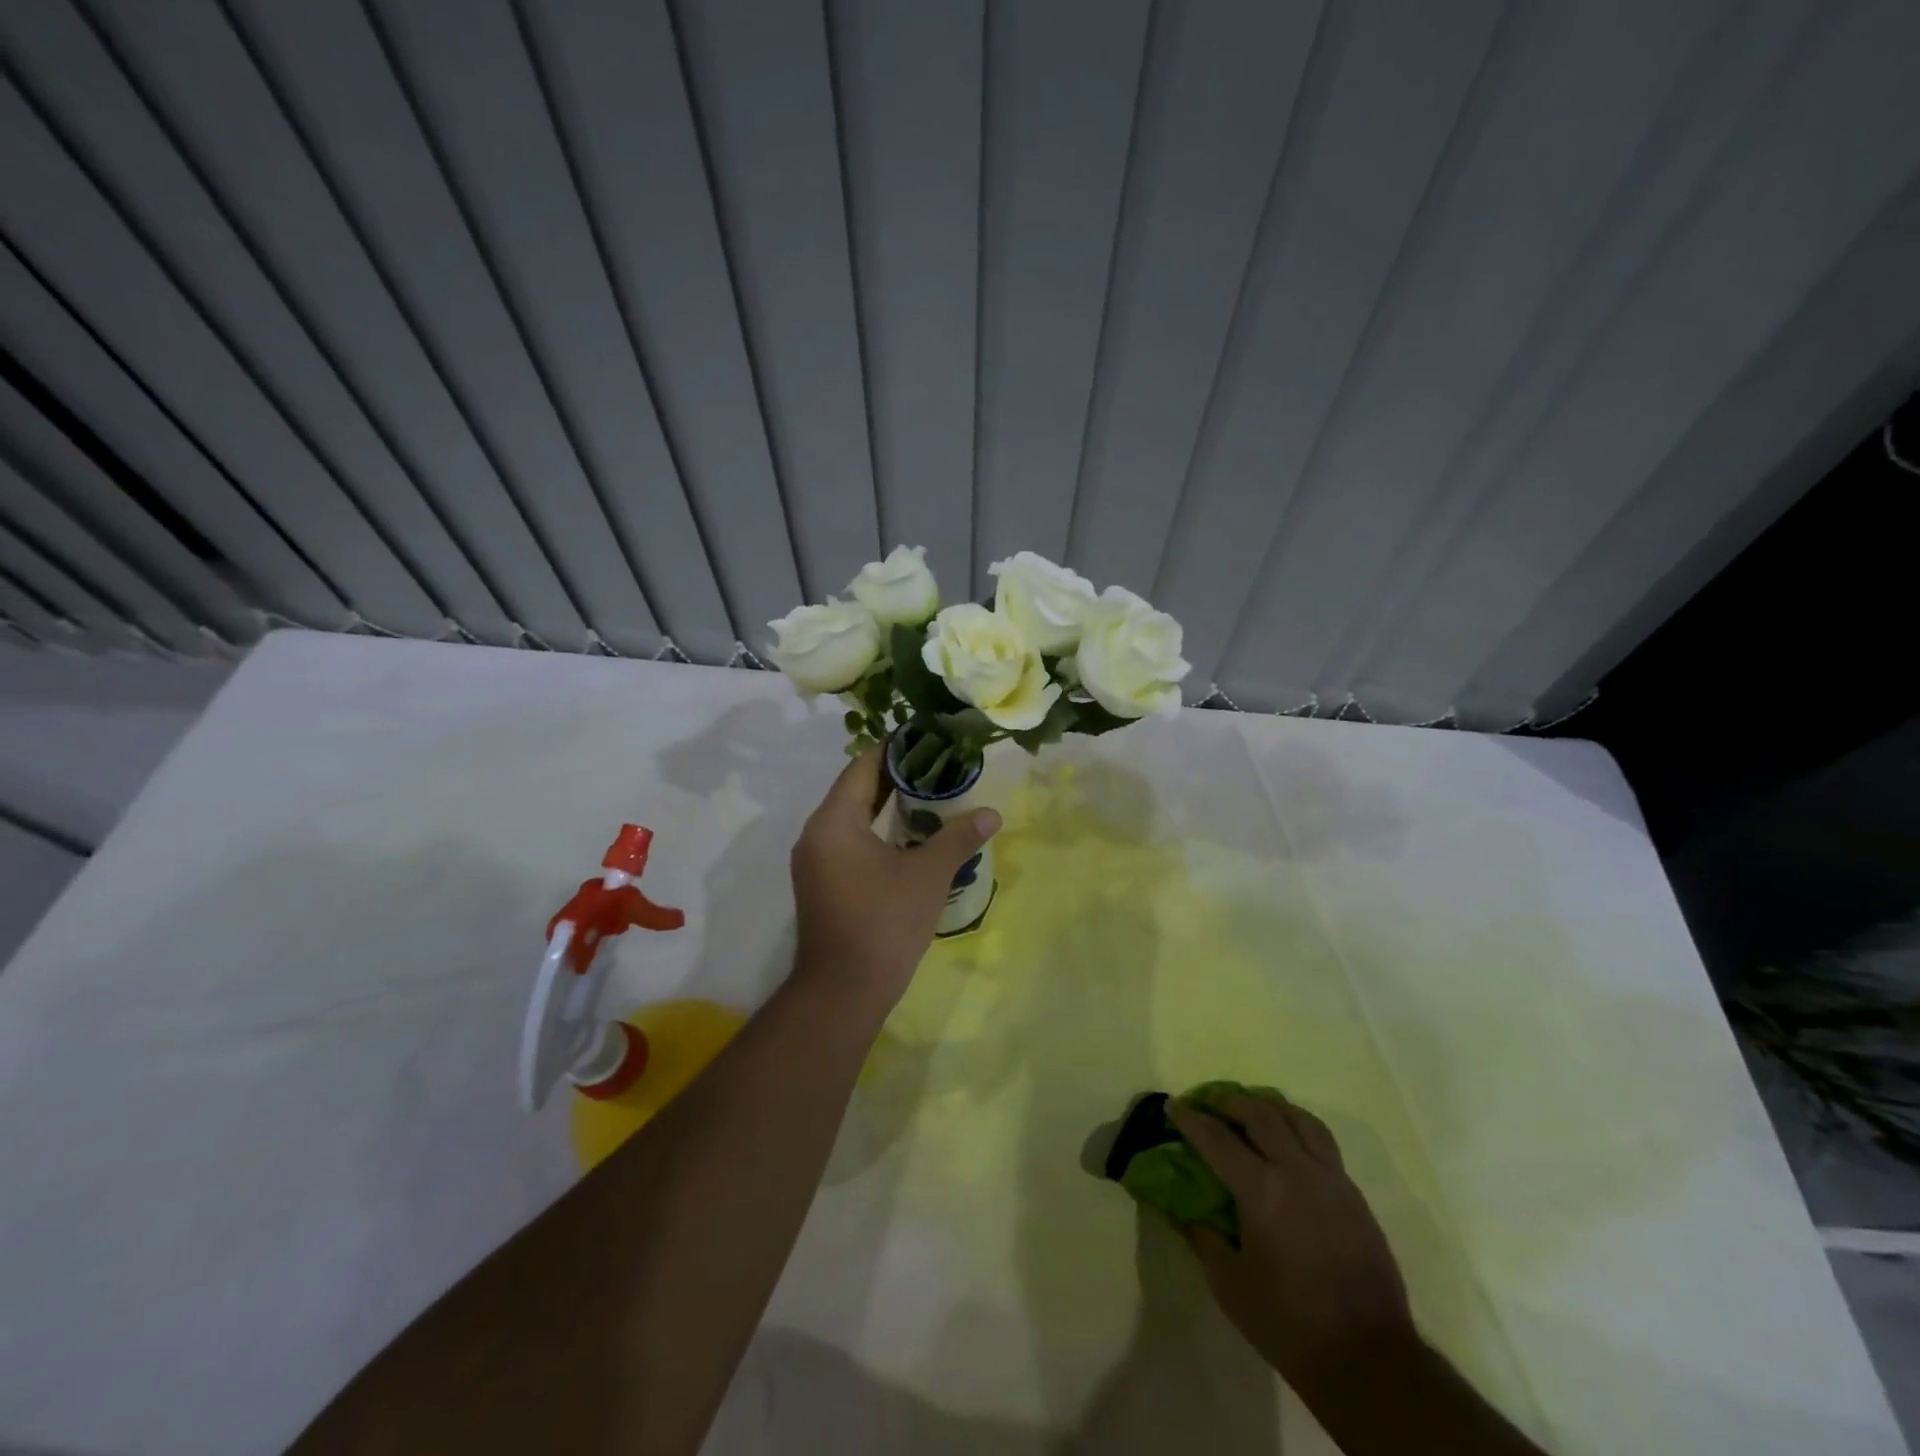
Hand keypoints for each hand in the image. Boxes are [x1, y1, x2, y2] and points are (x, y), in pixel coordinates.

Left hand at [790, 749, 999, 1011]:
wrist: (844, 990)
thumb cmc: (884, 923)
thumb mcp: (928, 876)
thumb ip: (958, 838)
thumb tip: (991, 814)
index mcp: (835, 822)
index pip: (863, 767)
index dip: (893, 749)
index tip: (925, 738)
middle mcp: (816, 834)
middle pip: (855, 790)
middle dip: (894, 776)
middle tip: (935, 763)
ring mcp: (815, 861)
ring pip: (850, 817)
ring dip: (885, 805)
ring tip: (927, 794)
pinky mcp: (820, 883)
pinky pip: (847, 841)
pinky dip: (875, 830)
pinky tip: (906, 836)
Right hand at [1168, 1092, 1414, 1385]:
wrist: (1369, 1359)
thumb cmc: (1289, 1324)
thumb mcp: (1230, 1285)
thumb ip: (1202, 1236)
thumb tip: (1178, 1208)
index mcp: (1262, 1191)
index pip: (1216, 1138)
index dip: (1190, 1119)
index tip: (1172, 1104)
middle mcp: (1297, 1171)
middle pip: (1260, 1113)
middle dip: (1230, 1101)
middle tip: (1210, 1102)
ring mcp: (1331, 1179)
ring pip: (1298, 1118)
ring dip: (1269, 1105)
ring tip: (1251, 1109)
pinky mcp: (1353, 1193)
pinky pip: (1322, 1140)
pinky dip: (1298, 1126)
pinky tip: (1288, 1141)